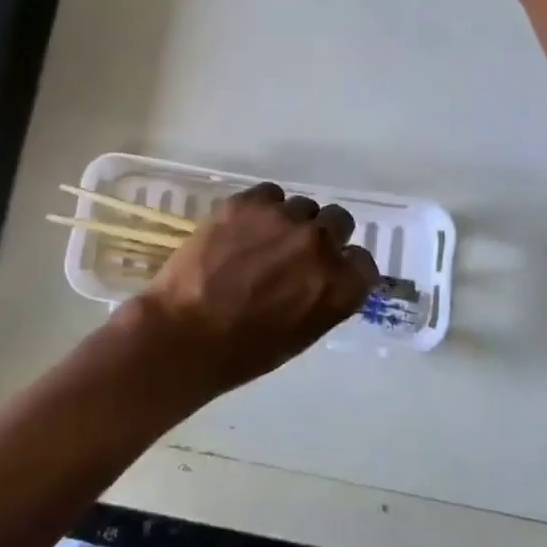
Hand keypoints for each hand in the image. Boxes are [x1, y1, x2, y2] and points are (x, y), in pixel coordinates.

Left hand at [120, 183, 378, 396]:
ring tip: (262, 240)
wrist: (183, 333)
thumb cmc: (242, 351)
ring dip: (290, 222)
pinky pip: (269, 194)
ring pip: (302, 206)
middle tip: (296, 251)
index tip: (330, 270)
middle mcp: (319, 244)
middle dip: (323, 235)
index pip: (363, 262)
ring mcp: (283, 219)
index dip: (345, 265)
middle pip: (338, 221)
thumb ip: (324, 298)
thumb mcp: (301, 334)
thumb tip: (325, 278)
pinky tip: (242, 228)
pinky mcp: (248, 202)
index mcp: (339, 285)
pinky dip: (261, 209)